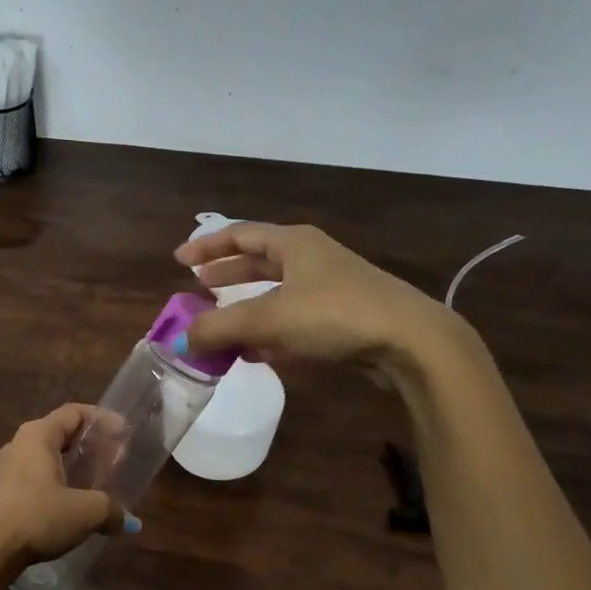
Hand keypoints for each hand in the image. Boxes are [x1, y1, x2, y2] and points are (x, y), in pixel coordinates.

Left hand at [0, 404, 133, 571]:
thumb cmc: (38, 516)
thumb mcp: (85, 512)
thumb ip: (111, 510)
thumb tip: (128, 523)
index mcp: (38, 435)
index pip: (74, 412)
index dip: (102, 419)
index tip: (124, 433)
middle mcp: (20, 444)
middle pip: (61, 434)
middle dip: (91, 445)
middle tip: (115, 461)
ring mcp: (7, 469)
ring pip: (48, 458)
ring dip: (74, 467)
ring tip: (97, 484)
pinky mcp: (2, 493)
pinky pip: (37, 478)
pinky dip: (59, 484)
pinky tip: (72, 506)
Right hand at [173, 223, 474, 388]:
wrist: (410, 342)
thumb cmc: (335, 315)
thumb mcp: (269, 319)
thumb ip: (220, 328)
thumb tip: (181, 340)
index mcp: (294, 243)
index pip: (240, 234)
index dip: (207, 247)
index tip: (180, 260)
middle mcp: (312, 259)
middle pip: (259, 262)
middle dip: (228, 276)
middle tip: (199, 288)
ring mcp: (331, 289)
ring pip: (278, 294)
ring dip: (248, 310)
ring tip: (222, 327)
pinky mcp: (344, 320)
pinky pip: (296, 321)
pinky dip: (272, 333)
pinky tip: (259, 354)